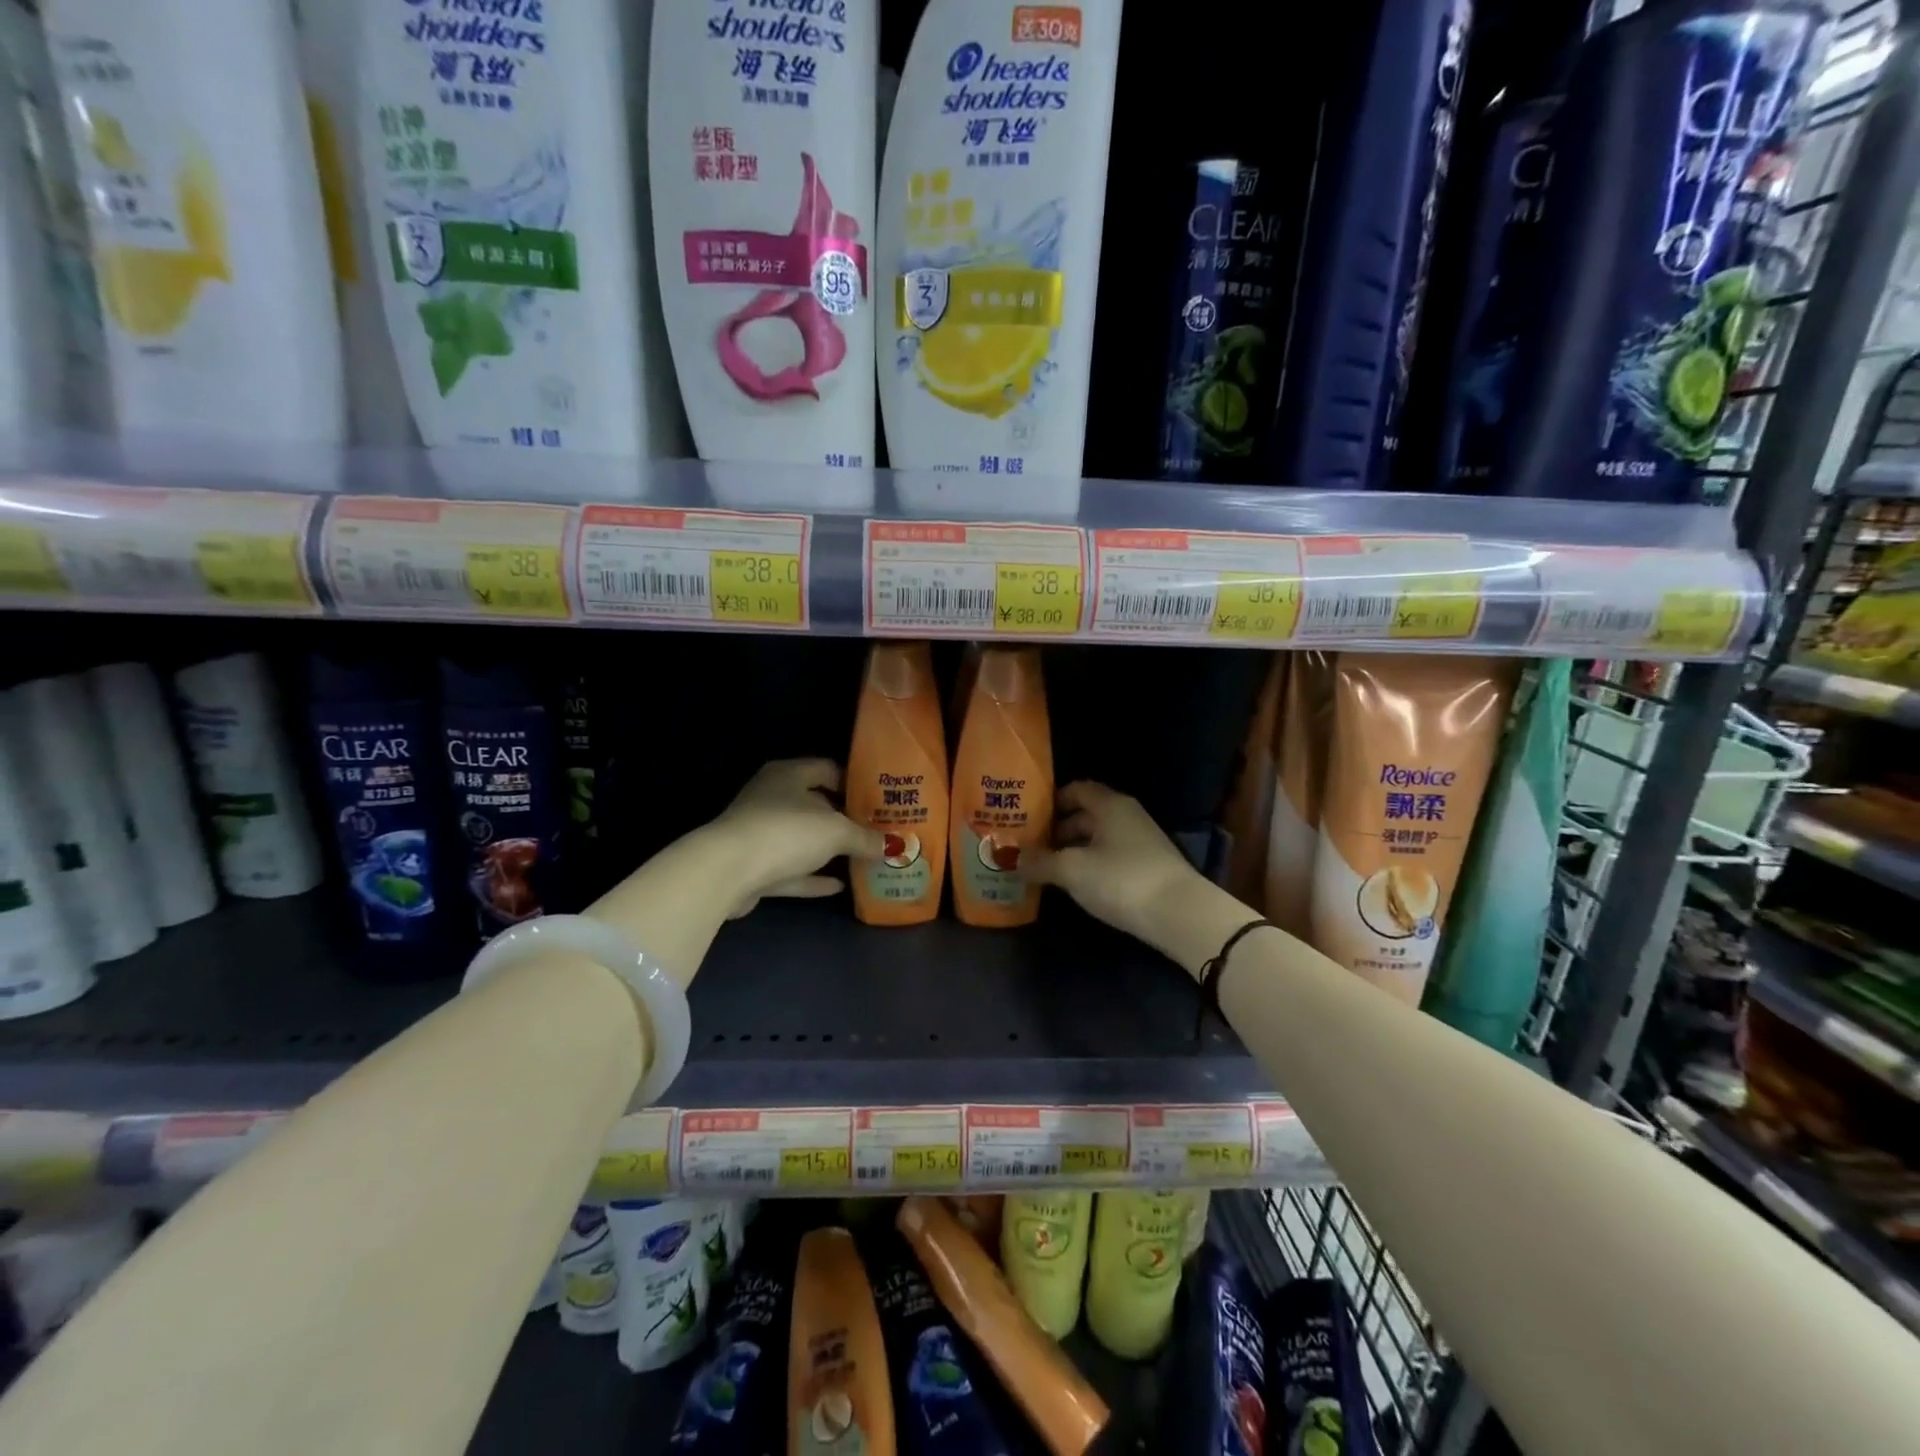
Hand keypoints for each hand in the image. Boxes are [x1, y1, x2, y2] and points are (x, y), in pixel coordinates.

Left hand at [709, 759, 888, 917]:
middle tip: (877, 830)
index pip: (826, 769)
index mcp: (788, 775)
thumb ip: (865, 838)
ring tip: (862, 858)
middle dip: (844, 819)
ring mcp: (759, 833)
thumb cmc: (786, 832)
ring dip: (827, 850)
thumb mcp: (836, 831)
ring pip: (801, 839)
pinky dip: (813, 876)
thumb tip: (893, 846)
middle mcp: (771, 798)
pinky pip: (791, 869)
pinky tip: (839, 885)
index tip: (879, 798)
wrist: (727, 872)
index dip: (854, 782)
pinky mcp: (753, 867)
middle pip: (814, 804)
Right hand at [1032, 782, 1208, 948]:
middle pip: (1085, 814)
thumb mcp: (1072, 870)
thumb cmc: (1120, 879)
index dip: (1051, 801)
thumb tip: (1010, 858)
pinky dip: (1090, 865)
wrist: (1179, 914)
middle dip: (1057, 830)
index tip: (1027, 817)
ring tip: (1046, 869)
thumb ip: (1039, 862)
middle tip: (1030, 847)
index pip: (1076, 789)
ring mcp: (1141, 841)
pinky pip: (1110, 857)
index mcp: (1109, 804)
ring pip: (1098, 838)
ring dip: (1073, 850)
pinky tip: (1076, 884)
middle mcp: (1126, 815)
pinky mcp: (1148, 867)